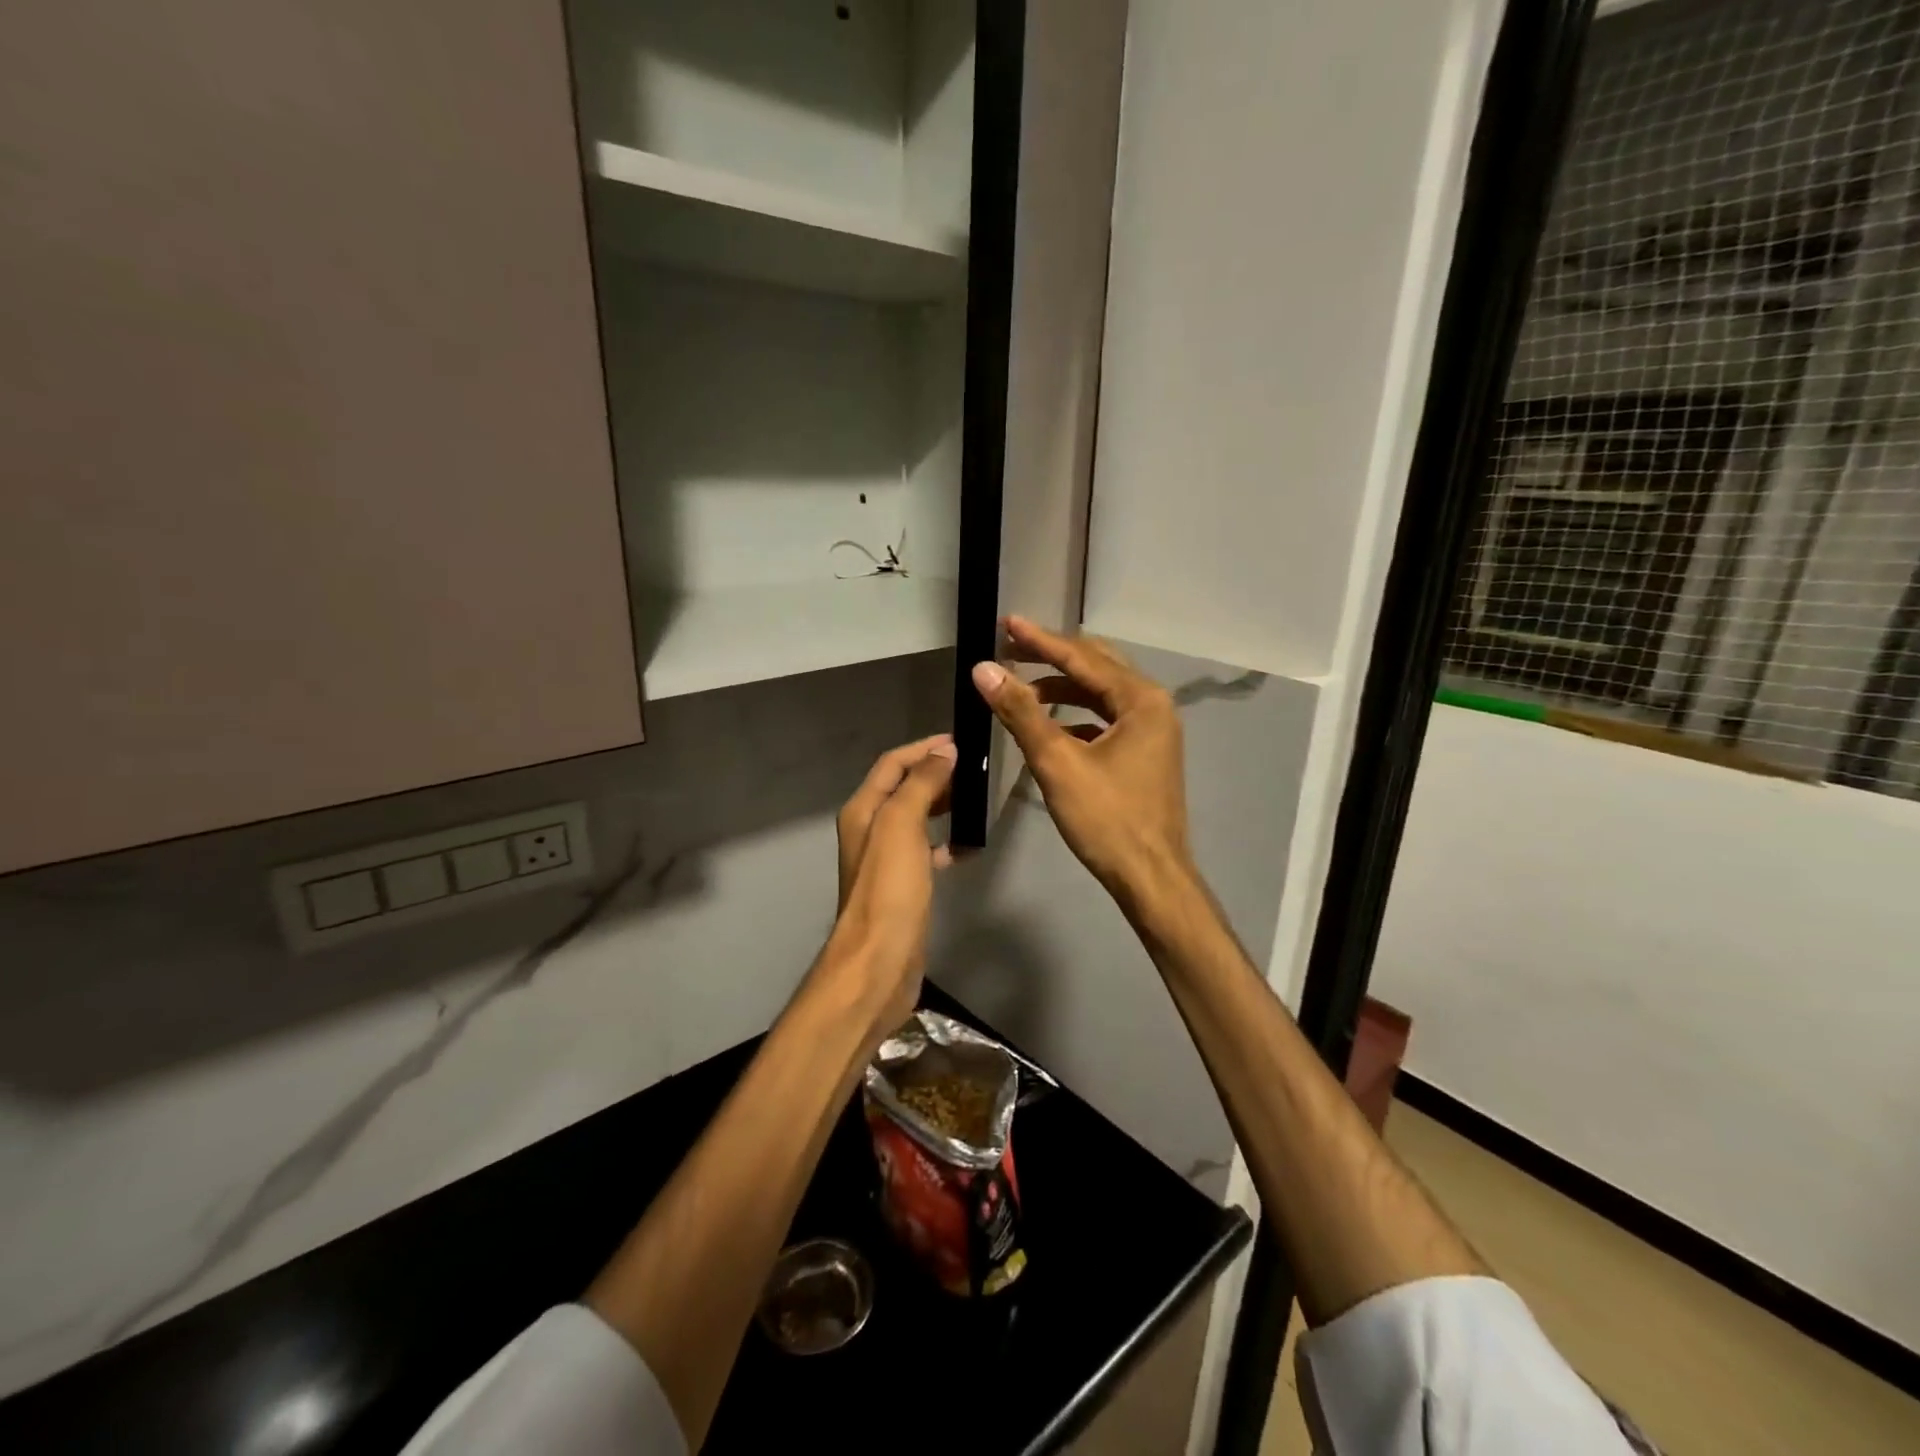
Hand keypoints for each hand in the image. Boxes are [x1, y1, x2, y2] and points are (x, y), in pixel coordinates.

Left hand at [815, 735, 956, 1037]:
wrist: (879, 961)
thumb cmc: (889, 890)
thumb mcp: (902, 826)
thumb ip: (921, 785)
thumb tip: (944, 752)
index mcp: (863, 811)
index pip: (891, 765)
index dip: (922, 749)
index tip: (958, 742)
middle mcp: (869, 830)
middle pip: (901, 789)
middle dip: (933, 774)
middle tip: (971, 769)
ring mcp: (884, 860)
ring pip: (914, 819)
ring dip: (940, 804)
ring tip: (972, 800)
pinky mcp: (901, 886)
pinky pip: (924, 851)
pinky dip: (943, 842)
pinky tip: (964, 848)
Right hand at [970, 618, 1193, 912]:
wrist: (1150, 877)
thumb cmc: (1107, 819)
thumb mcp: (1057, 762)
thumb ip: (1021, 712)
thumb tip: (984, 669)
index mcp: (1140, 700)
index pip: (1082, 658)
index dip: (1040, 641)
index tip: (1006, 623)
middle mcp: (1152, 706)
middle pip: (1096, 667)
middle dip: (1052, 657)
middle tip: (1010, 648)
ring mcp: (1152, 731)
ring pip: (1101, 694)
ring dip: (1061, 689)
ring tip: (1020, 689)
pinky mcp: (1144, 753)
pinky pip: (1105, 719)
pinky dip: (1075, 716)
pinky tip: (1048, 727)